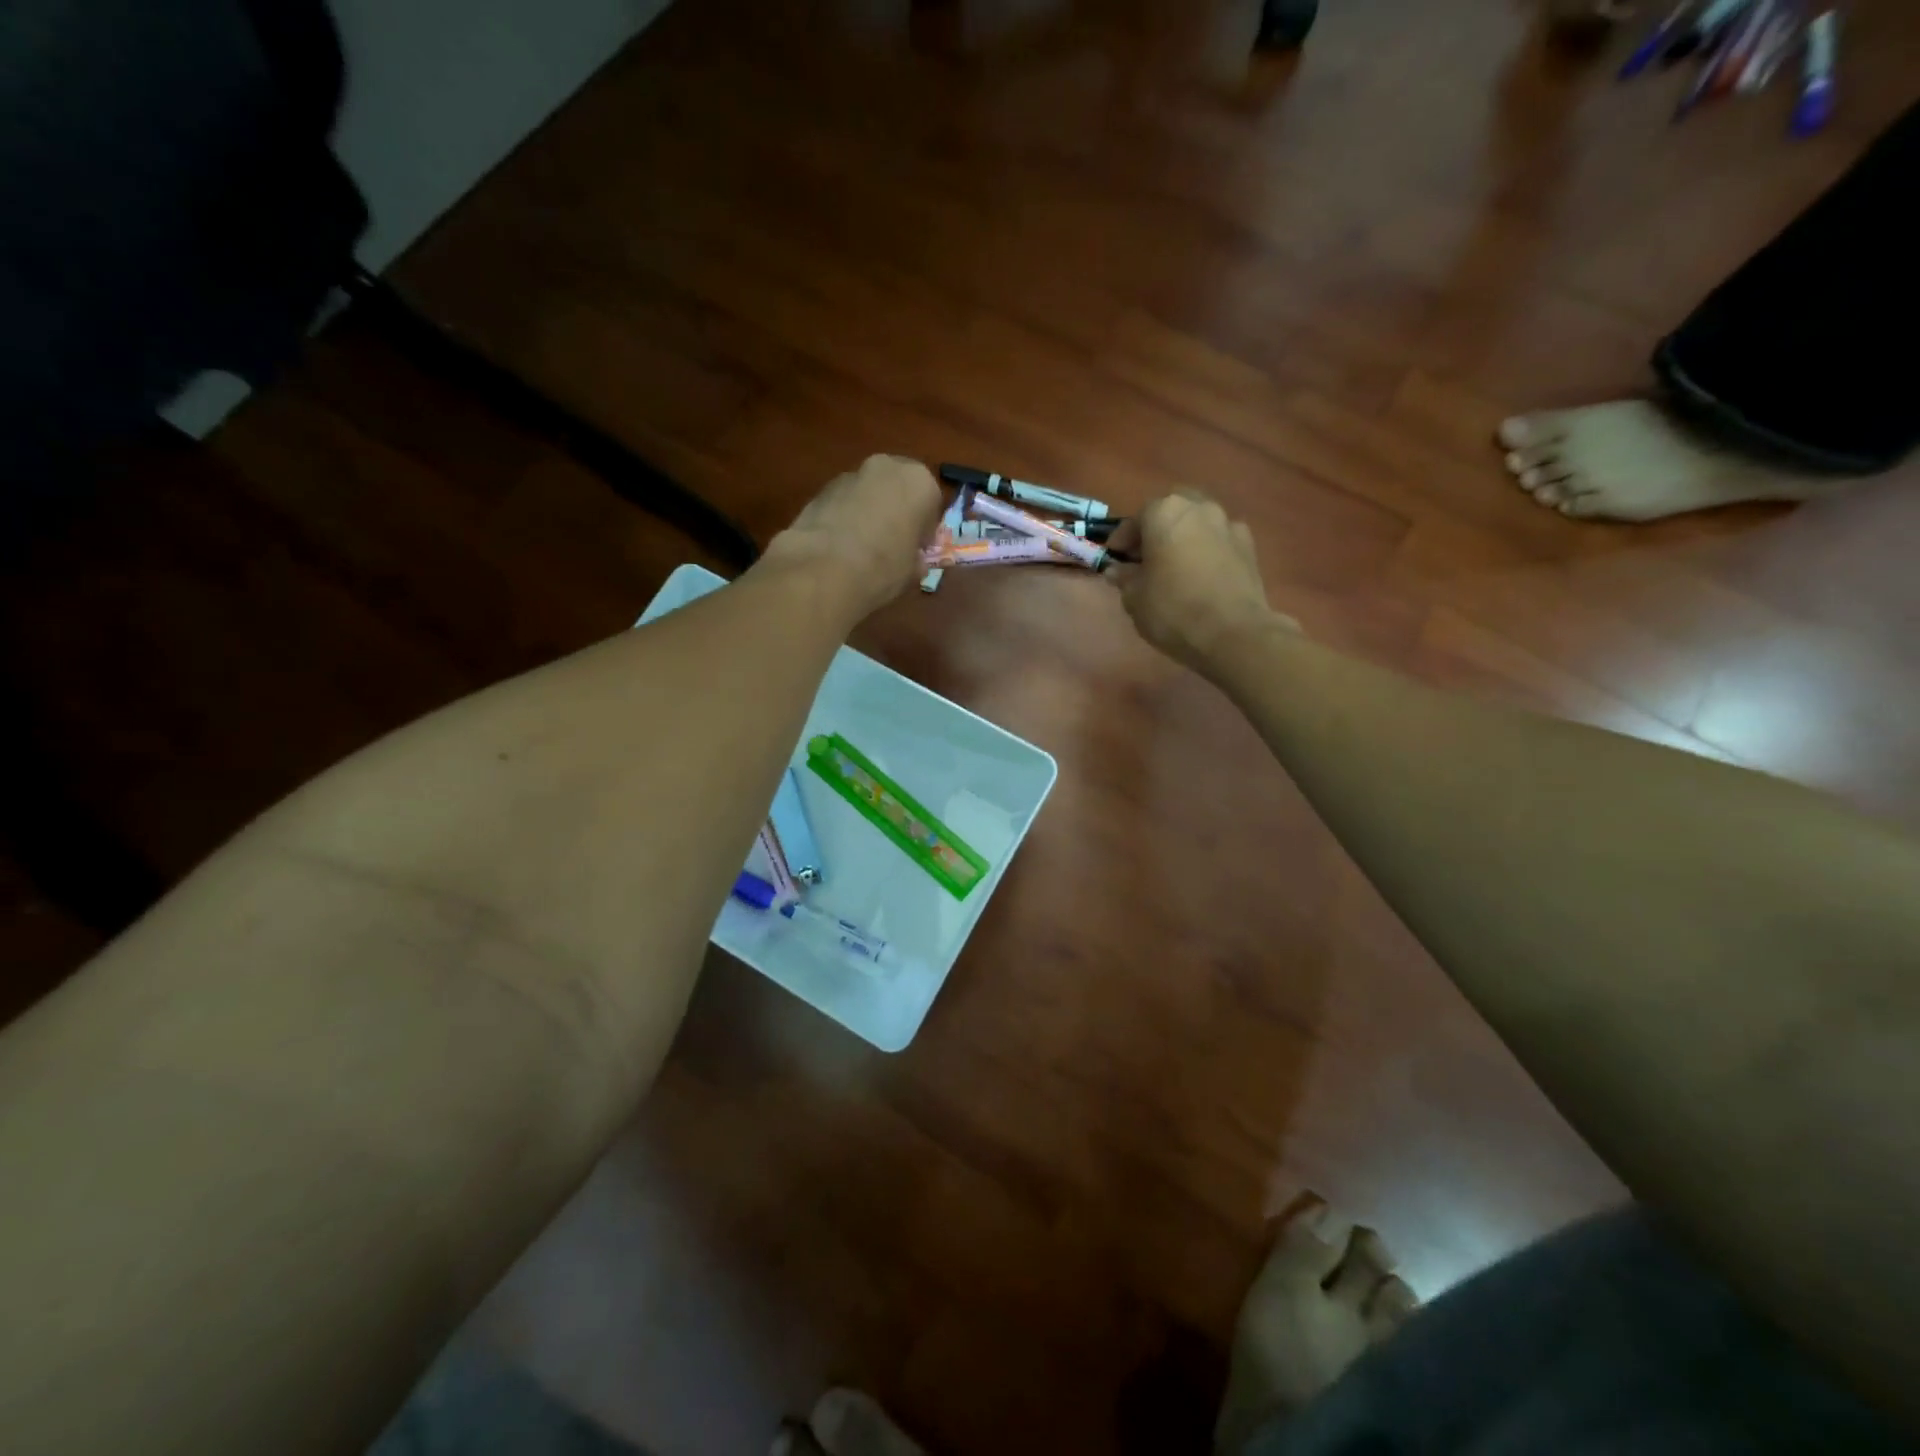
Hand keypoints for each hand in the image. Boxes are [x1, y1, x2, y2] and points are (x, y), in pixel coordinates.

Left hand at [761, 455, 942, 619]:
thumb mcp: (912, 571)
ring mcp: (850, 475)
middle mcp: (886, 468)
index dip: (925, 529)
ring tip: (862, 547)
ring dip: (870, 512)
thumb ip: (916, 558)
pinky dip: (846, 517)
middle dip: (897, 511)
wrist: (824, 568)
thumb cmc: (884, 567)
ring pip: (868, 492)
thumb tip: (912, 561)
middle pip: (898, 488)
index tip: (917, 549)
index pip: (931, 502)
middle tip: (892, 543)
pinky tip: (840, 547)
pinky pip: (843, 502)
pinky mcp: (821, 489)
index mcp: (918, 482)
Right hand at [1105, 491, 1290, 673]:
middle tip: (1146, 555)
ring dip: (1184, 537)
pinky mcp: (1250, 547)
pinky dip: (1207, 550)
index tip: (1115, 558)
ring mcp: (1229, 525)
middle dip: (1158, 528)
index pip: (1137, 517)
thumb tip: (1118, 570)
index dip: (1123, 538)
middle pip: (1173, 509)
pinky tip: (1202, 575)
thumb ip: (1124, 577)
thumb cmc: (1173, 610)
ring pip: (1199, 522)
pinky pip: (1220, 541)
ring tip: (1175, 565)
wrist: (1233, 633)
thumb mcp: (1134, 598)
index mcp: (1165, 513)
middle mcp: (1200, 508)